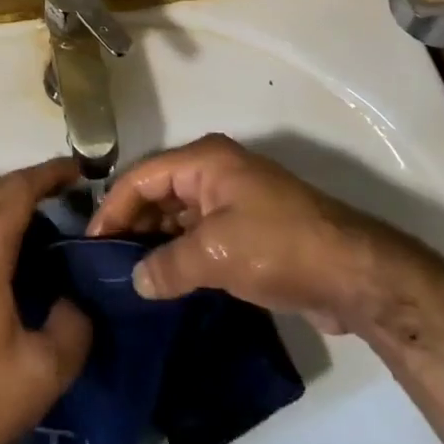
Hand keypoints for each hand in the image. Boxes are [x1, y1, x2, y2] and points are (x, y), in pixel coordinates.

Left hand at [0, 159, 93, 443]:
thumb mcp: (44, 370)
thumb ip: (73, 326)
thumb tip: (78, 300)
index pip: (17, 192)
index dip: (48, 174)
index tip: (78, 169)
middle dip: (30, 181)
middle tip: (65, 188)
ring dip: (6, 197)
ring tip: (40, 210)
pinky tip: (6, 241)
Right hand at [87, 133, 407, 334]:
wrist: (354, 274)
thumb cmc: (279, 246)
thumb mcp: (217, 255)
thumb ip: (169, 265)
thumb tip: (136, 282)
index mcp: (204, 161)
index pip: (142, 176)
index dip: (113, 208)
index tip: (89, 244)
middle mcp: (213, 173)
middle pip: (157, 192)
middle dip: (131, 224)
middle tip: (103, 264)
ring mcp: (231, 201)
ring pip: (177, 216)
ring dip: (154, 242)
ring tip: (126, 277)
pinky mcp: (245, 231)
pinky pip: (198, 236)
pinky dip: (178, 254)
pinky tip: (162, 282)